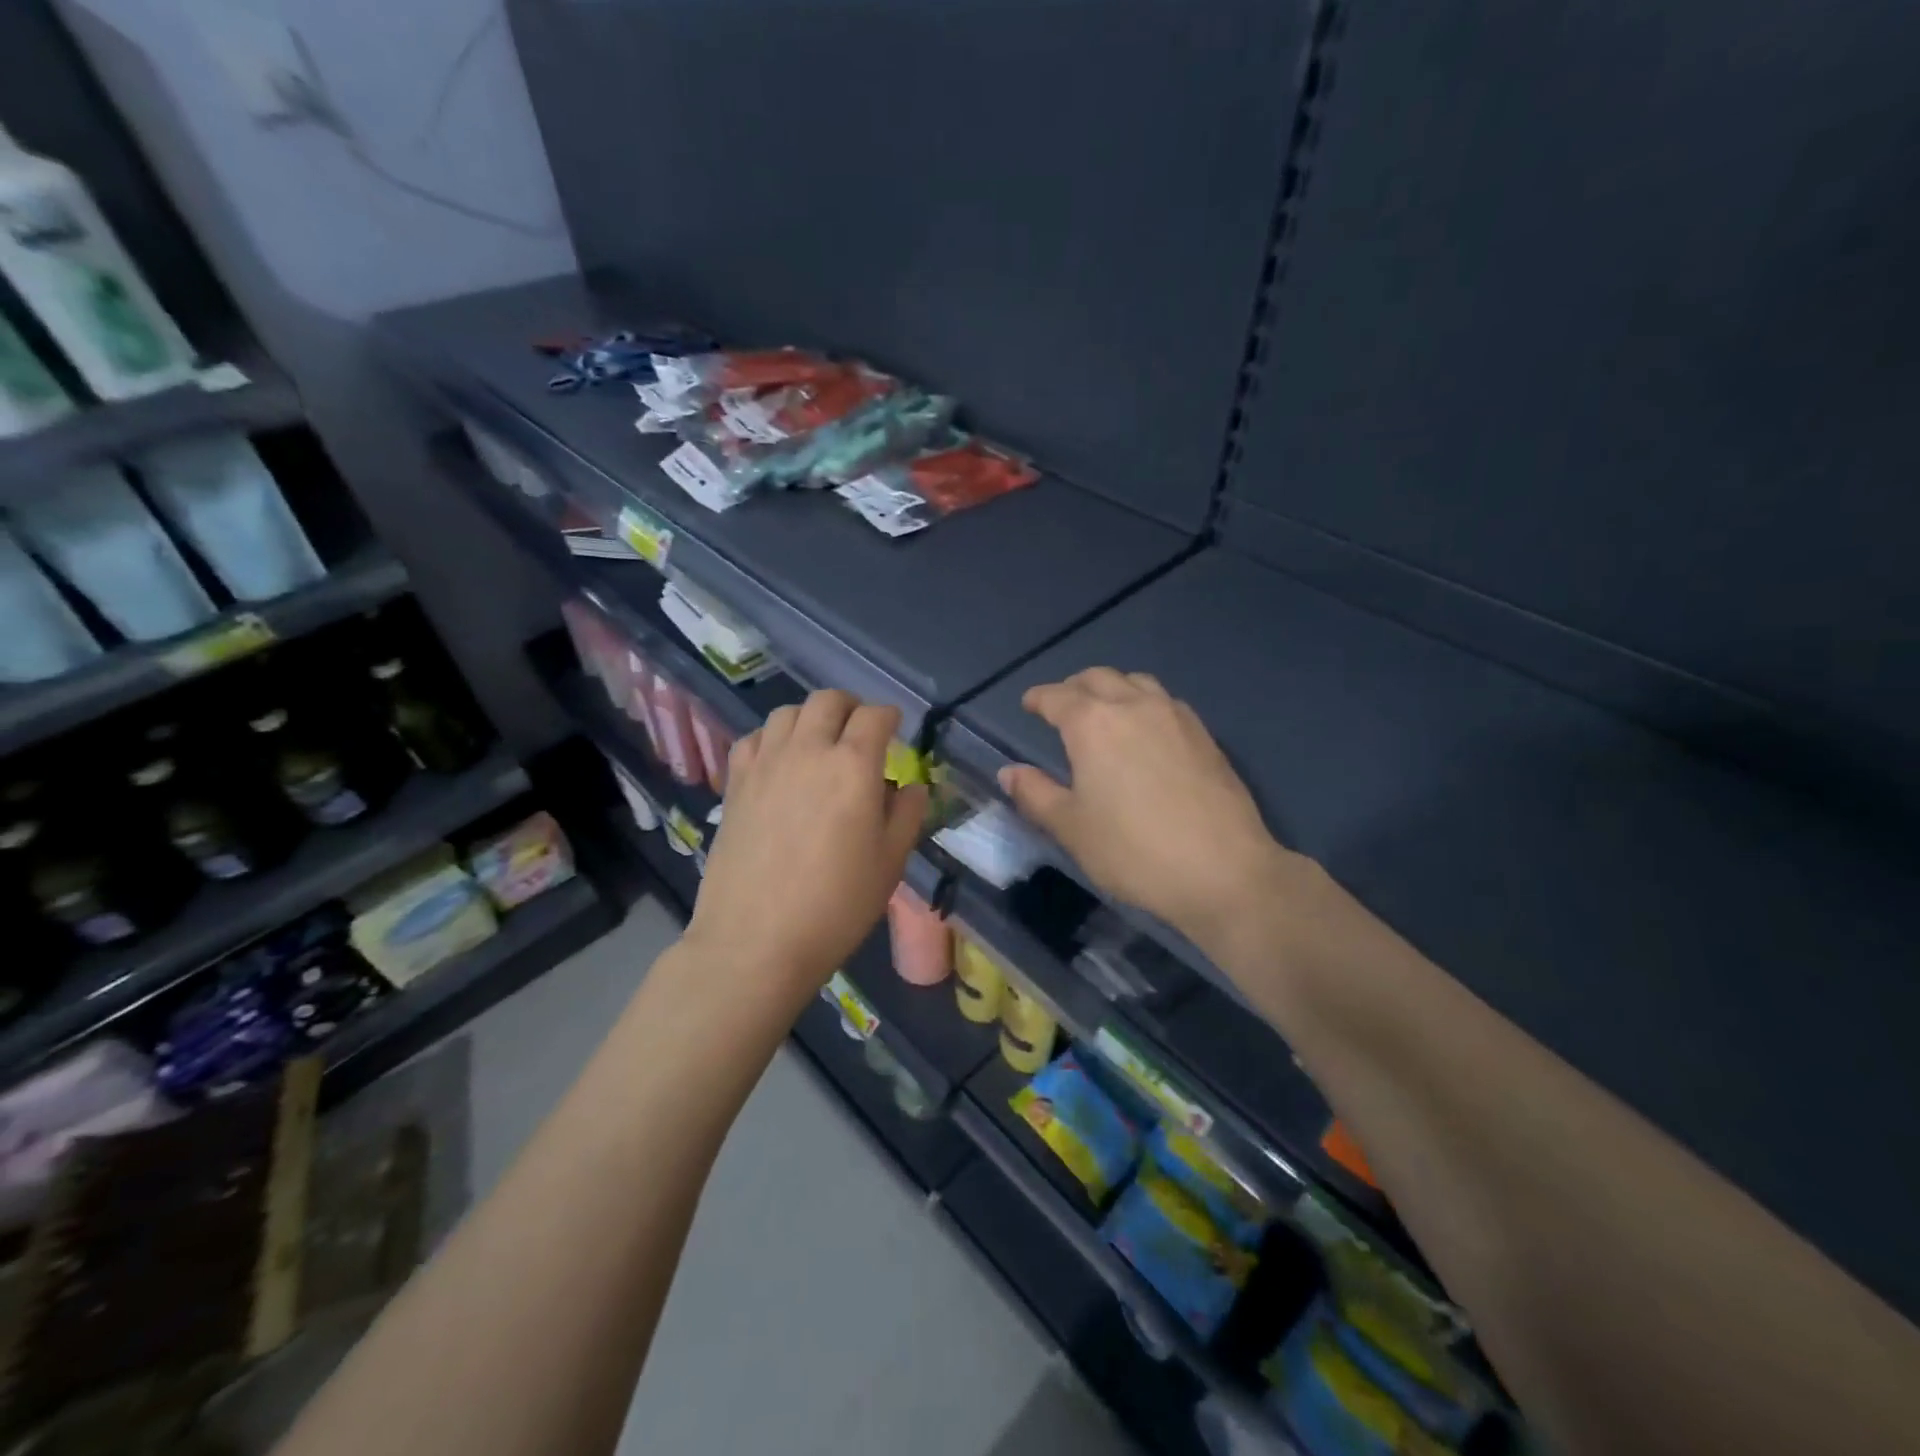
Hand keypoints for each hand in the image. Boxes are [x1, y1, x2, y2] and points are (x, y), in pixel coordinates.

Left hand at [688, 690, 927, 1003]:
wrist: (756, 941)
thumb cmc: (836, 906)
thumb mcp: (890, 863)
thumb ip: (906, 815)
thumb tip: (911, 786)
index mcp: (853, 766)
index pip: (875, 716)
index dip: (890, 717)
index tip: (895, 729)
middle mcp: (807, 751)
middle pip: (828, 701)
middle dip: (851, 707)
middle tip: (860, 731)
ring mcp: (765, 764)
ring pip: (787, 712)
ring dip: (811, 718)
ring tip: (819, 743)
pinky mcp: (735, 784)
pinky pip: (752, 739)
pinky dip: (771, 739)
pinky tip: (779, 763)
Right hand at [998, 668, 1291, 945]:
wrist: (1223, 870)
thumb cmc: (1134, 851)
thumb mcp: (1071, 828)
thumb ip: (1035, 794)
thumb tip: (1009, 772)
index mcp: (1092, 723)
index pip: (1057, 697)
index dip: (1038, 698)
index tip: (1028, 704)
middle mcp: (1133, 706)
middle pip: (1097, 678)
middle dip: (1073, 687)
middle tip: (1061, 707)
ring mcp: (1174, 716)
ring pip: (1136, 682)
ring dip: (1112, 688)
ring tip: (1104, 712)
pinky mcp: (1204, 734)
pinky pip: (1165, 701)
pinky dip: (1144, 702)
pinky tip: (1146, 731)